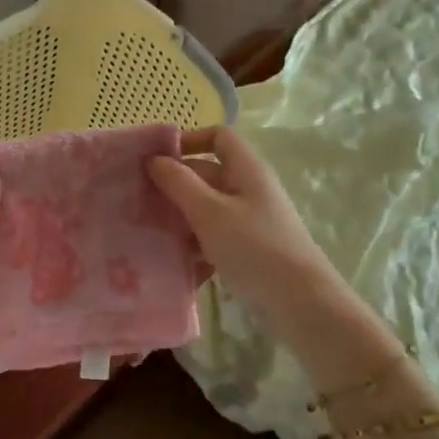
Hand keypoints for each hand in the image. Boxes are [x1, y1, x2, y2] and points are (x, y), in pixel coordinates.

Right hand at [147, 126, 348, 333]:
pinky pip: (213, 236)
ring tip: (148, 231)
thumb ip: (179, 183)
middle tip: (138, 200)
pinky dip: (194, 243)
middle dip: (174, 185)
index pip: (219, 136)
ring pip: (206, 208)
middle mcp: (249, 189)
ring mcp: (249, 220)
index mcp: (247, 170)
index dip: (189, 140)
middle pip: (207, 174)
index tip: (157, 159)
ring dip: (180, 217)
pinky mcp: (247, 249)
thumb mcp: (209, 212)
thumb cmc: (254, 247)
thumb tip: (154, 159)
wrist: (300, 302)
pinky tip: (173, 260)